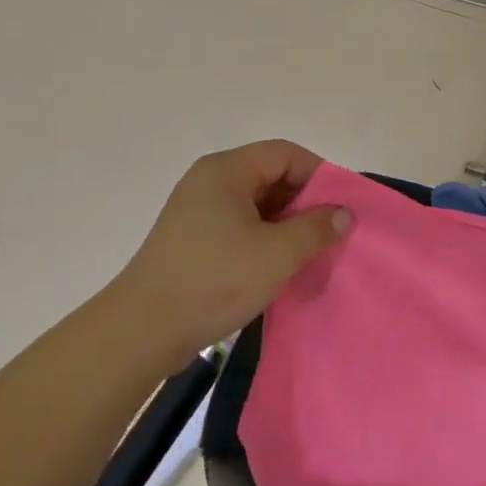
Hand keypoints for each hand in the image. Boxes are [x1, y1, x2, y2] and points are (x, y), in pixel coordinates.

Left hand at [112, 140, 350, 365]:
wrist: (141, 332)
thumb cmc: (213, 281)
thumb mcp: (276, 254)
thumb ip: (316, 228)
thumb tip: (344, 213)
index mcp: (226, 170)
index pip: (285, 153)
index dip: (319, 174)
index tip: (341, 206)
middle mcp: (210, 180)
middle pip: (270, 175)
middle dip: (303, 202)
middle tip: (329, 232)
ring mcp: (198, 210)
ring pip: (256, 203)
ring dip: (285, 224)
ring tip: (309, 253)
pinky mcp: (192, 238)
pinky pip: (239, 225)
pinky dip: (264, 239)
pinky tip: (278, 266)